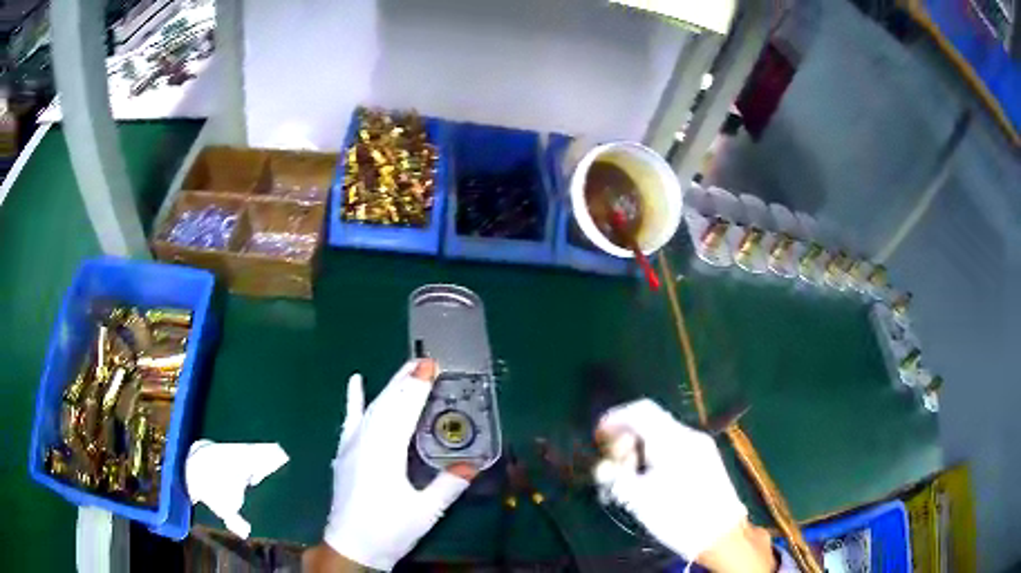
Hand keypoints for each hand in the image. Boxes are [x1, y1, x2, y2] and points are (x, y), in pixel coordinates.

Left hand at [319, 360, 475, 570]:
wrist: (352, 546)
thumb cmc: (389, 530)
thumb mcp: (425, 512)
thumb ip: (448, 486)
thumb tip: (474, 465)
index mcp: (385, 454)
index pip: (403, 412)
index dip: (417, 388)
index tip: (430, 365)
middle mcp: (366, 442)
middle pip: (387, 404)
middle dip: (406, 381)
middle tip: (424, 360)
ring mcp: (352, 446)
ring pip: (372, 408)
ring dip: (389, 387)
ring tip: (406, 370)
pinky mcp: (345, 453)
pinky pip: (350, 420)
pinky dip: (352, 400)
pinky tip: (354, 382)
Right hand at [593, 399, 773, 571]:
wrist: (720, 533)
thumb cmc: (678, 516)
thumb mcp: (639, 500)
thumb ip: (617, 477)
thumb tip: (603, 466)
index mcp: (671, 440)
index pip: (640, 410)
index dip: (615, 418)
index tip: (598, 436)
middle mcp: (688, 436)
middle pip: (650, 421)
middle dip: (626, 438)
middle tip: (614, 464)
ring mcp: (700, 446)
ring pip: (662, 434)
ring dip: (640, 448)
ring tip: (629, 476)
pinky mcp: (706, 458)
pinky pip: (674, 445)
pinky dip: (655, 454)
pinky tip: (650, 478)